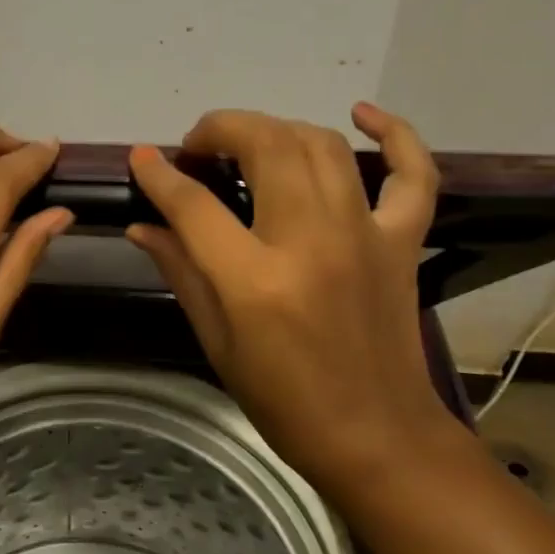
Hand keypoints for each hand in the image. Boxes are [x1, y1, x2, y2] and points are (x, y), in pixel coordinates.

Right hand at [125, 103, 447, 484]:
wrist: (376, 438)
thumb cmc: (283, 400)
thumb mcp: (216, 341)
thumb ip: (180, 271)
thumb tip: (143, 226)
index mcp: (255, 280)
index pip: (194, 204)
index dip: (159, 175)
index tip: (141, 158)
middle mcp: (311, 241)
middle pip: (265, 146)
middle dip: (221, 129)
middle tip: (198, 148)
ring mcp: (365, 235)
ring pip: (321, 145)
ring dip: (277, 128)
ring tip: (250, 144)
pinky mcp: (403, 241)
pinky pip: (413, 173)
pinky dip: (396, 134)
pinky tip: (362, 114)